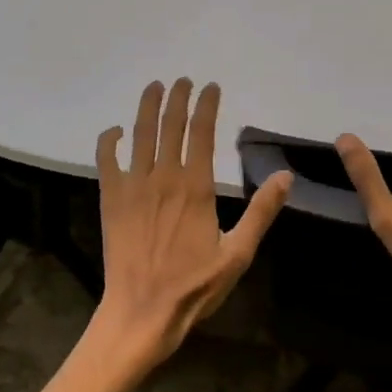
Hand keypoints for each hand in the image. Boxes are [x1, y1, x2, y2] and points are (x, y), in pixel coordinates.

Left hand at [92, 79, 291, 369]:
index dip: (207, 105)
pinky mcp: (111, 198)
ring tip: (154, 87)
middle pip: (170, 124)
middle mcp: (164, 176)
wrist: (142, 312)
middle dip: (177, 97)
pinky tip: (116, 131)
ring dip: (147, 106)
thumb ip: (261, 212)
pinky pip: (107, 159)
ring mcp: (134, 185)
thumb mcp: (238, 253)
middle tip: (183, 80)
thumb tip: (284, 176)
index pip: (202, 132)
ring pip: (140, 134)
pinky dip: (109, 140)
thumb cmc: (194, 286)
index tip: (211, 86)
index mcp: (196, 187)